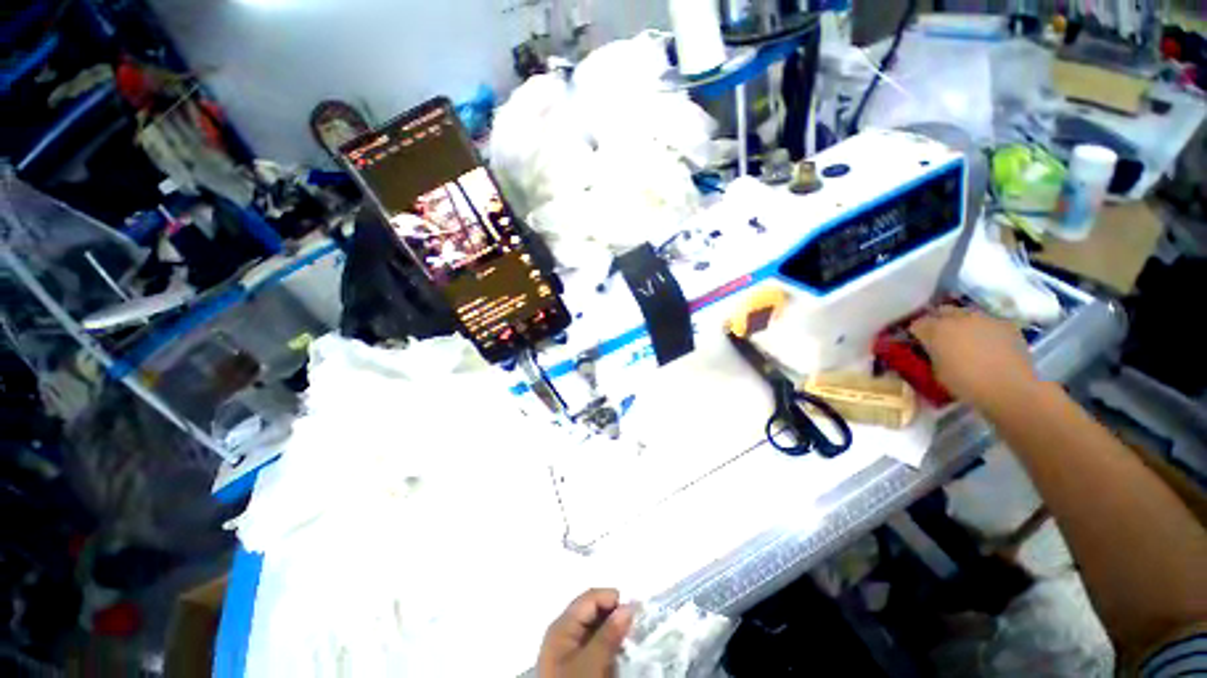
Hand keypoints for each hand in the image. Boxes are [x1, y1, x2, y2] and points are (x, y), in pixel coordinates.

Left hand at [537, 589, 634, 677]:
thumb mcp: (592, 664)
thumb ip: (609, 634)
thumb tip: (630, 606)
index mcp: (562, 626)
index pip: (591, 598)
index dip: (613, 599)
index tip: (637, 611)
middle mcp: (564, 632)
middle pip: (594, 611)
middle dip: (616, 615)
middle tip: (638, 626)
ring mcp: (569, 650)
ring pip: (597, 629)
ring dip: (615, 632)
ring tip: (633, 641)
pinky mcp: (576, 666)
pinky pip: (596, 646)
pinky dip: (610, 647)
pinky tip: (622, 655)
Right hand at [910, 307, 1039, 411]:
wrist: (1011, 388)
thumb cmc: (966, 383)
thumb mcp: (937, 371)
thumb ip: (933, 353)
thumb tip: (934, 349)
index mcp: (936, 329)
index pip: (917, 324)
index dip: (917, 333)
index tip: (919, 342)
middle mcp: (959, 317)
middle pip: (942, 311)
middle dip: (939, 321)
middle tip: (940, 337)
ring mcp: (985, 318)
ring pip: (967, 314)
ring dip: (963, 323)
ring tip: (966, 339)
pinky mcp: (1006, 324)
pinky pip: (989, 322)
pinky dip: (984, 330)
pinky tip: (988, 345)